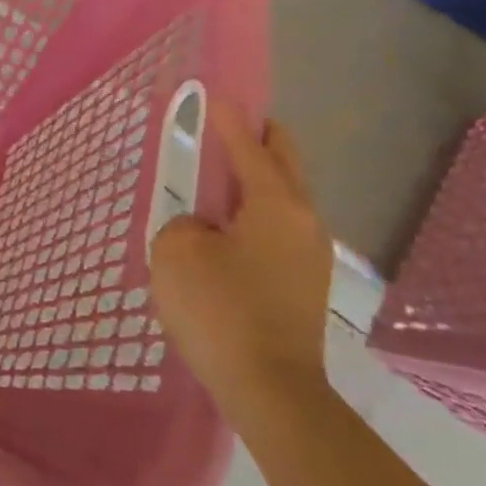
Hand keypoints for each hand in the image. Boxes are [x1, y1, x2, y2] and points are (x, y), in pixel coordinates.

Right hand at [150, 104, 333, 435]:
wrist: (270, 392)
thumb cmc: (220, 309)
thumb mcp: (176, 250)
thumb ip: (184, 221)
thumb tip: (203, 228)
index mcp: (276, 203)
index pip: (250, 144)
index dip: (228, 117)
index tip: (215, 92)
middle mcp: (303, 221)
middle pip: (284, 161)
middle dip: (258, 137)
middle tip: (226, 123)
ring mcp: (308, 255)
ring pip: (283, 196)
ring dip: (255, 177)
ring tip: (216, 174)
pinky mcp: (302, 284)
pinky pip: (277, 227)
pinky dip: (253, 210)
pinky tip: (225, 225)